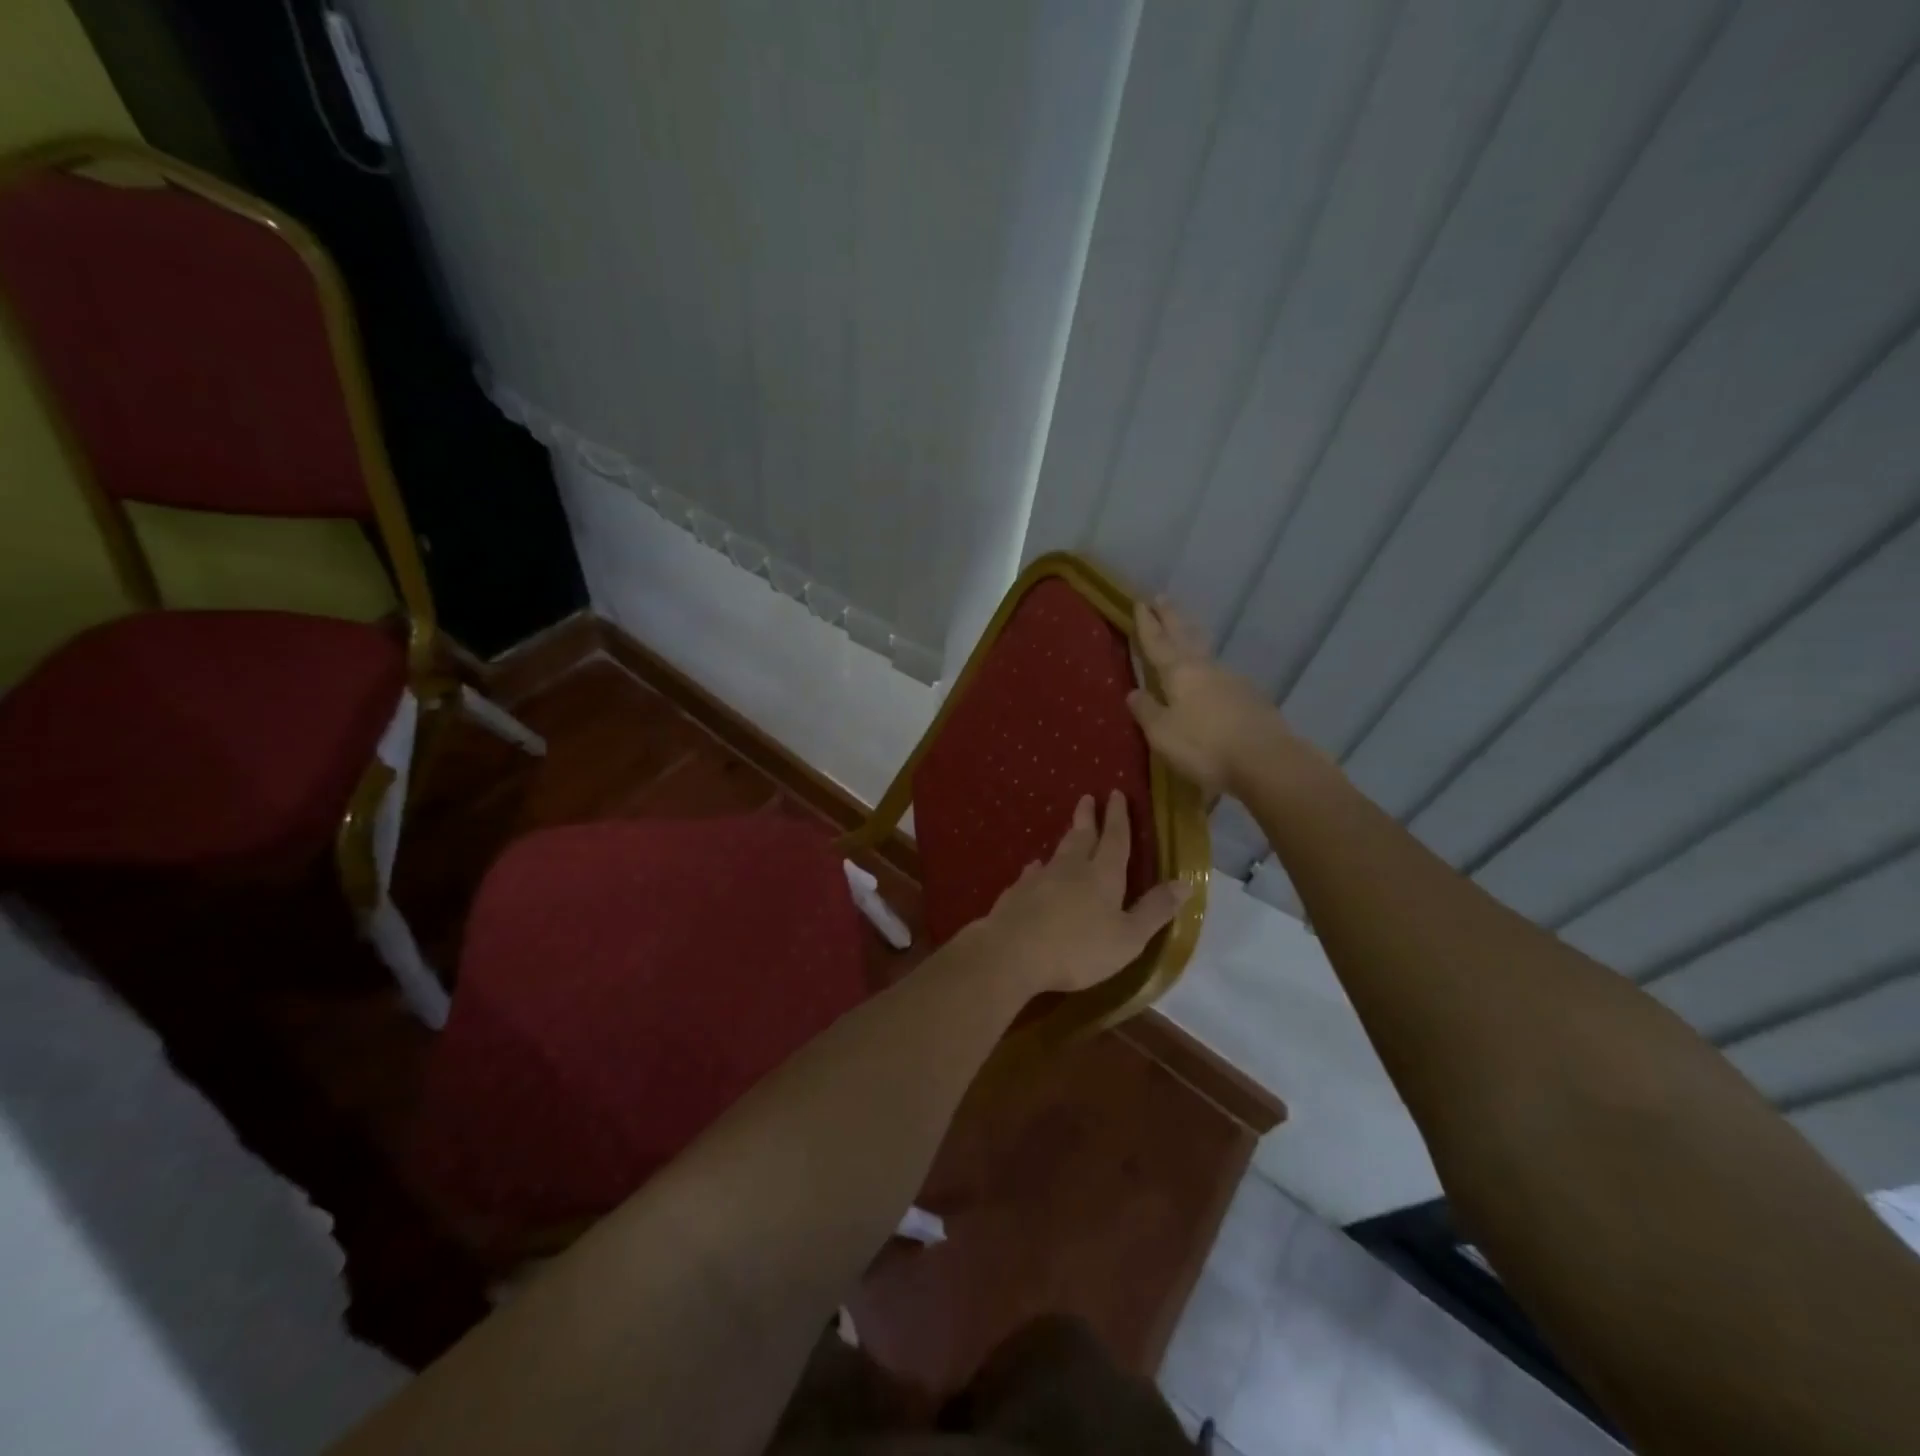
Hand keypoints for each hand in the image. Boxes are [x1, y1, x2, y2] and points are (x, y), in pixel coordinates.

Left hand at [969, 791, 1188, 996]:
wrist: (1012, 952)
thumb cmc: (1078, 949)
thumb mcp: (1128, 937)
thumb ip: (1155, 910)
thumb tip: (1185, 883)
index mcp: (1103, 876)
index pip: (1116, 839)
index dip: (1119, 817)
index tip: (1116, 793)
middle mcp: (1071, 868)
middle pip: (1082, 836)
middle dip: (1088, 817)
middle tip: (1088, 797)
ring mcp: (1040, 878)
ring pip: (1057, 852)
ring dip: (1067, 838)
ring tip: (1070, 829)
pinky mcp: (1017, 893)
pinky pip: (1032, 873)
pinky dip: (1038, 867)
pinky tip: (1035, 868)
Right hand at [1127, 597, 1299, 798]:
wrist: (1266, 761)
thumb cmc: (1204, 747)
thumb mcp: (1162, 733)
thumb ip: (1146, 711)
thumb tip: (1133, 692)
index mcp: (1179, 673)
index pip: (1157, 643)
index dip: (1147, 624)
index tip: (1140, 602)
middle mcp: (1206, 669)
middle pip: (1186, 636)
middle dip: (1172, 617)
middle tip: (1163, 597)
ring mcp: (1233, 681)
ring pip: (1207, 653)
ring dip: (1194, 639)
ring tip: (1186, 632)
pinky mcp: (1252, 698)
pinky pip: (1223, 676)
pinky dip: (1211, 669)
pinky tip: (1211, 678)